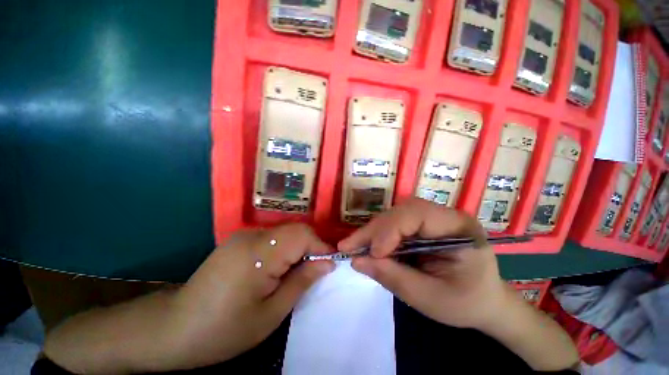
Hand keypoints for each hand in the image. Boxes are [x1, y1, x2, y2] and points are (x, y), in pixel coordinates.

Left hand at [169, 223, 334, 367]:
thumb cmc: (223, 330)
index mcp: (258, 254)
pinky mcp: (239, 240)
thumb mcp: (270, 314)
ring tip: (297, 272)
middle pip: (295, 230)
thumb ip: (302, 282)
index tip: (331, 263)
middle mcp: (252, 236)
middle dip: (311, 247)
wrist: (174, 328)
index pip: (302, 235)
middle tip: (315, 270)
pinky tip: (278, 268)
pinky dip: (284, 248)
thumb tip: (327, 263)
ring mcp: (243, 235)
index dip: (321, 246)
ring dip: (298, 248)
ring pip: (285, 232)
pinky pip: (272, 237)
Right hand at [338, 198, 510, 329]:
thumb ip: (393, 278)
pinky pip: (394, 224)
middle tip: (348, 246)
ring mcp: (432, 218)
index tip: (373, 254)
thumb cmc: (466, 303)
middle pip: (401, 212)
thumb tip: (357, 261)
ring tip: (354, 247)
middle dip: (373, 230)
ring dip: (372, 232)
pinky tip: (368, 247)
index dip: (390, 230)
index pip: (417, 214)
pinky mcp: (421, 225)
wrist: (484, 301)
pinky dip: (378, 236)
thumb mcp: (430, 299)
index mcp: (459, 227)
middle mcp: (444, 215)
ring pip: (393, 216)